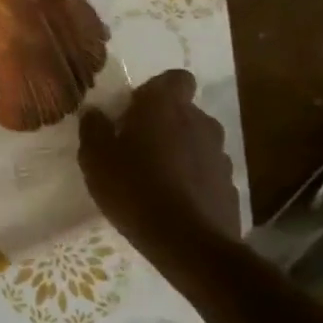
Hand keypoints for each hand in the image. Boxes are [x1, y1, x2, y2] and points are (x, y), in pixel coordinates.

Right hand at [80, 69, 241, 257]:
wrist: (187, 244)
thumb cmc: (134, 188)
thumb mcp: (96, 158)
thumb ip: (94, 129)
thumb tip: (94, 112)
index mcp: (165, 107)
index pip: (174, 78)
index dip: (156, 91)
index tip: (135, 111)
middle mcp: (199, 122)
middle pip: (184, 111)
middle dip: (165, 123)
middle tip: (137, 146)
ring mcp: (220, 154)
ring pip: (196, 141)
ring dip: (179, 151)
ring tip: (155, 178)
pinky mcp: (229, 185)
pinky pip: (205, 171)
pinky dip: (192, 179)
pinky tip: (173, 202)